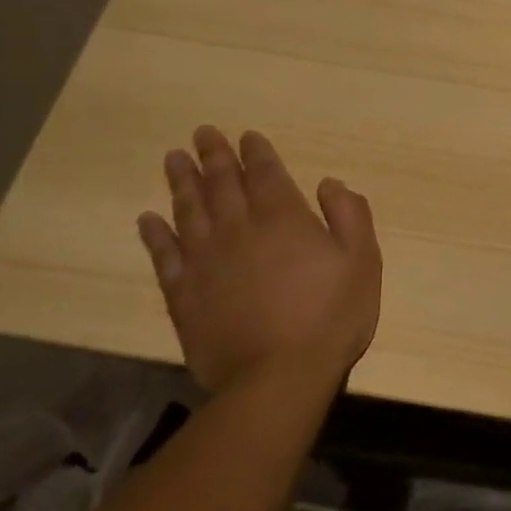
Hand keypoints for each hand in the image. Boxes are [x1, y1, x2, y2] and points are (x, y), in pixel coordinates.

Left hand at [136, 127, 380, 396]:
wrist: (277, 376)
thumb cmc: (331, 315)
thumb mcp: (363, 260)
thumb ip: (349, 215)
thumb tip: (329, 183)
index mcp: (284, 218)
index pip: (266, 174)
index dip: (256, 153)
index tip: (247, 135)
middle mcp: (239, 230)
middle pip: (222, 185)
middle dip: (213, 156)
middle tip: (201, 133)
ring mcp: (206, 262)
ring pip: (189, 211)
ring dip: (181, 182)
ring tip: (173, 159)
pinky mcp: (184, 295)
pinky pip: (164, 256)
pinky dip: (155, 235)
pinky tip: (148, 219)